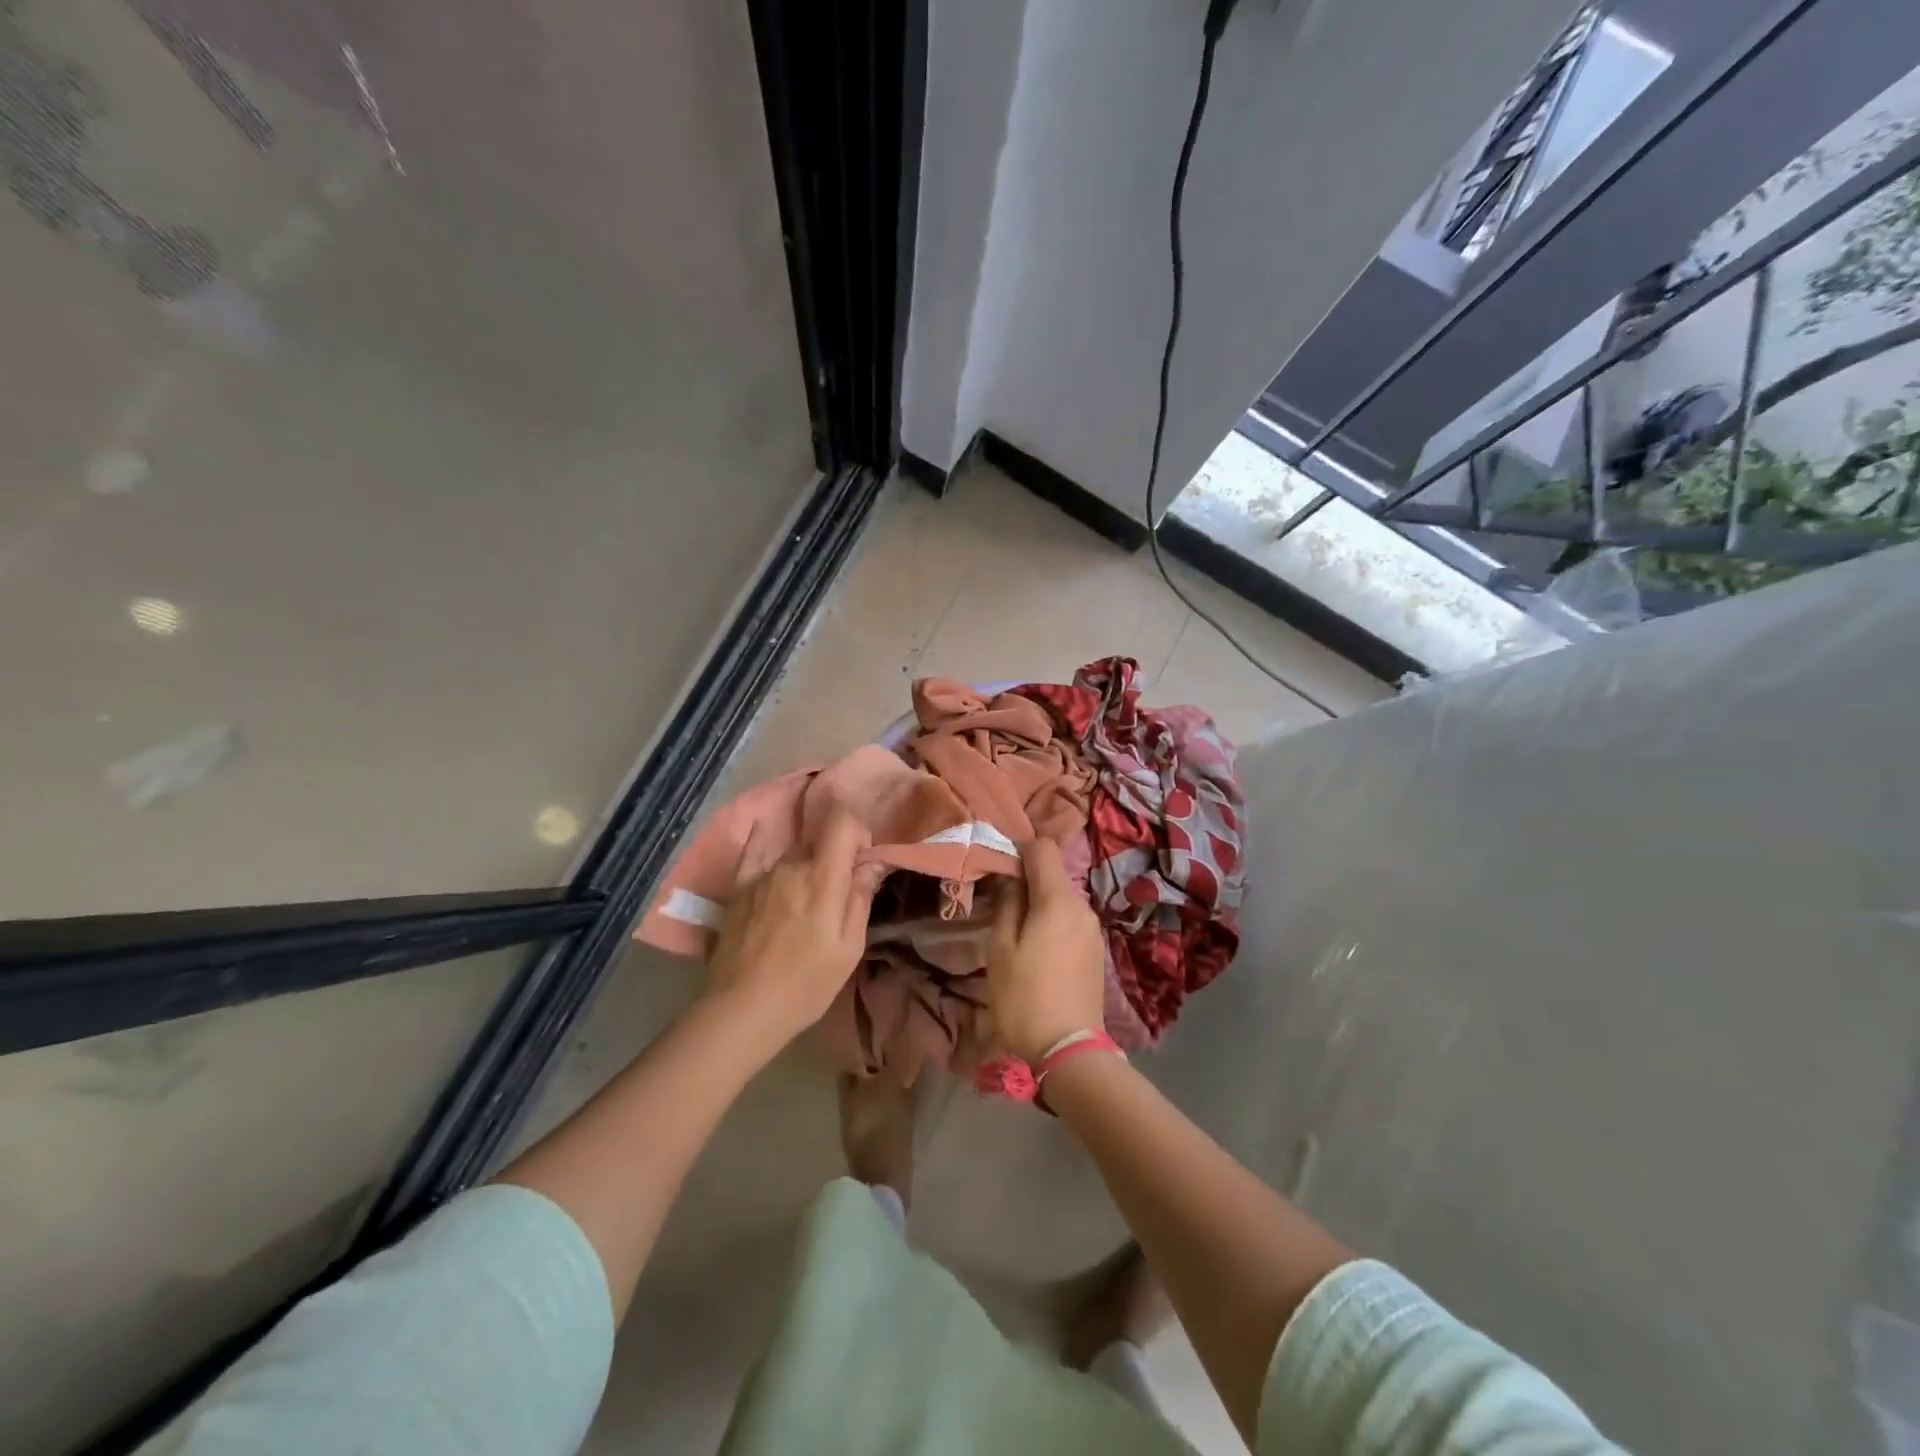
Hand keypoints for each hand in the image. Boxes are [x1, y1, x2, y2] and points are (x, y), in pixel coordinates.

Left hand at [706, 808, 877, 1050]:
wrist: (743, 1008)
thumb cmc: (806, 983)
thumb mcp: (849, 947)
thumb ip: (860, 897)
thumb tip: (871, 862)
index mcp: (823, 877)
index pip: (843, 821)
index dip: (858, 830)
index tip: (862, 858)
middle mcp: (792, 865)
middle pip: (820, 841)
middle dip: (835, 857)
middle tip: (838, 893)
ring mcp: (761, 875)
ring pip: (793, 855)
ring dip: (806, 867)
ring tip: (804, 904)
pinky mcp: (738, 889)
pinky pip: (752, 853)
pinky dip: (762, 841)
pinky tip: (763, 829)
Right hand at [987, 838, 1106, 1064]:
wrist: (1069, 1049)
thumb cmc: (1025, 997)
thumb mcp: (1001, 949)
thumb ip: (1007, 906)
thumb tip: (1012, 881)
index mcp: (1058, 900)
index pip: (1043, 848)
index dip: (1019, 849)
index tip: (998, 866)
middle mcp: (1082, 907)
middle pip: (1054, 875)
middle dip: (1027, 880)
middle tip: (999, 902)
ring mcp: (1093, 930)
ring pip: (1062, 900)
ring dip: (1039, 904)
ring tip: (1015, 930)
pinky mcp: (1096, 951)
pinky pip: (1071, 921)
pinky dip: (1052, 922)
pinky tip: (1037, 949)